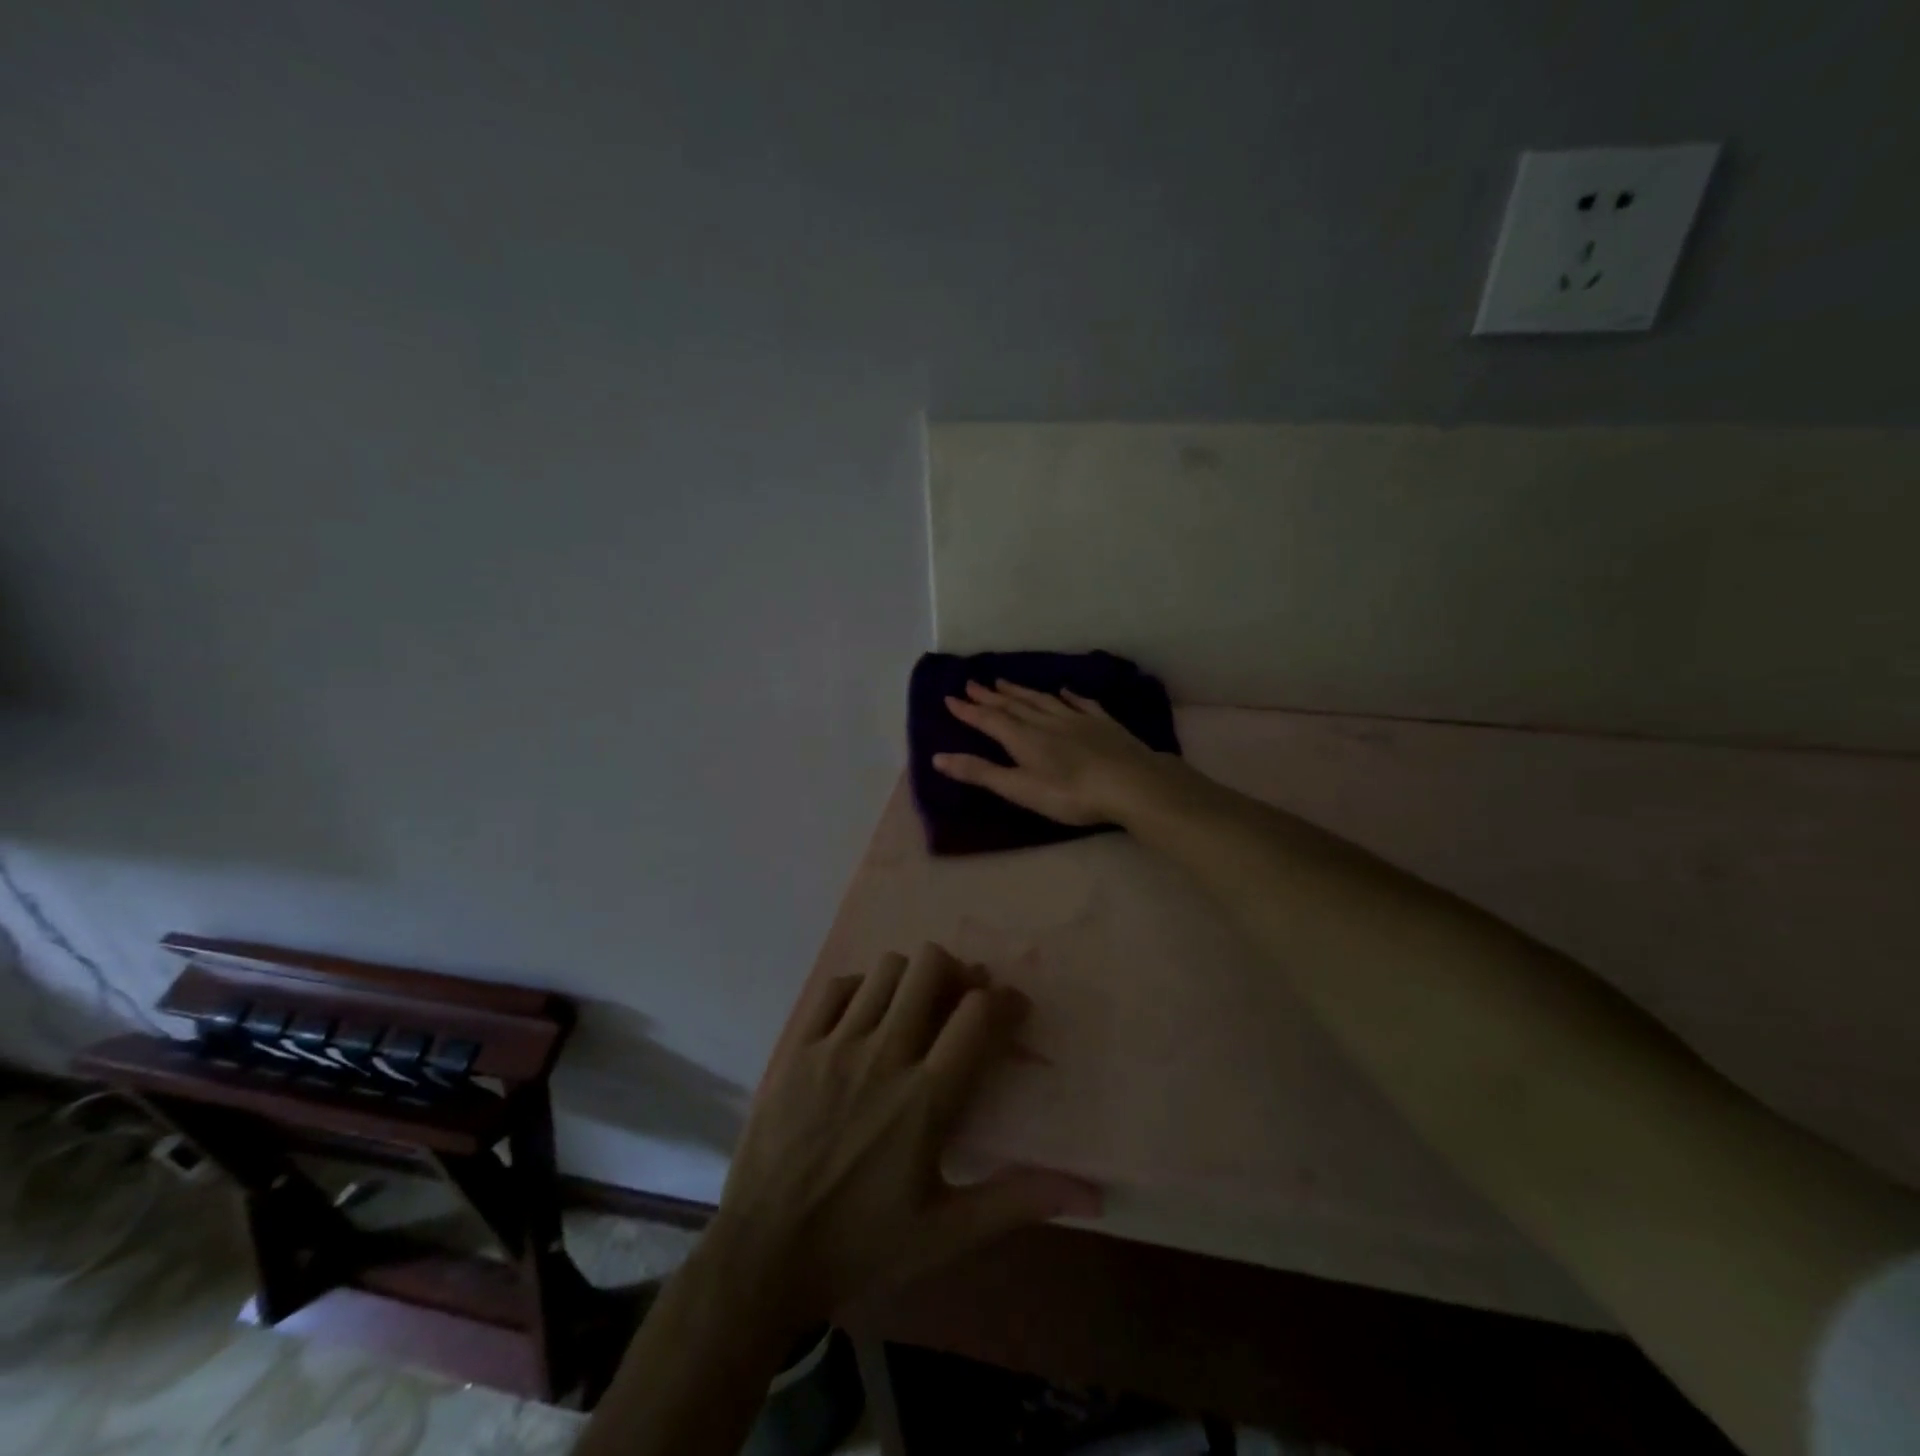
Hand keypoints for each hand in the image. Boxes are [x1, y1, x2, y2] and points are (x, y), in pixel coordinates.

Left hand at [707, 943, 1100, 1330]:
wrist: (762, 1255)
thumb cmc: (861, 1245)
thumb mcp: (946, 1233)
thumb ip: (1017, 1201)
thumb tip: (1090, 1194)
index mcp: (925, 1100)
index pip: (978, 1015)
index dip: (1005, 1000)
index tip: (1011, 1009)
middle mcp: (883, 1057)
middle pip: (931, 968)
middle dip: (957, 974)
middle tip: (960, 1003)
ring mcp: (835, 1046)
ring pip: (887, 969)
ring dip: (911, 980)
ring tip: (914, 1010)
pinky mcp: (797, 1046)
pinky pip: (836, 987)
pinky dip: (860, 990)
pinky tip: (865, 1018)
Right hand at [935, 680, 1176, 826]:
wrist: (1131, 783)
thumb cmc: (1071, 794)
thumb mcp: (1020, 788)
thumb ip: (981, 773)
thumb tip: (938, 757)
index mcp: (1024, 738)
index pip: (989, 720)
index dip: (968, 711)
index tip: (950, 697)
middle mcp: (1046, 721)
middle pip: (1013, 705)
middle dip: (990, 696)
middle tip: (972, 683)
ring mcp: (1077, 719)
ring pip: (1042, 700)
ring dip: (1021, 691)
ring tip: (1004, 682)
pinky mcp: (1103, 723)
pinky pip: (1080, 703)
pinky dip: (1068, 695)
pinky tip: (1064, 690)